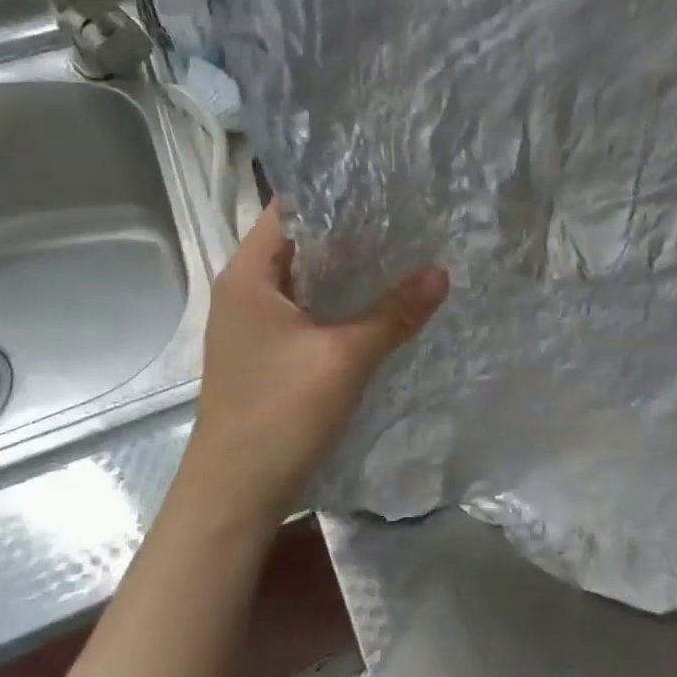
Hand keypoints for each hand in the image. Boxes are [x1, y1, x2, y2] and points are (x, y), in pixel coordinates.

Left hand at [186, 204, 448, 528]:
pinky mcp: (264, 353)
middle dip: (349, 230)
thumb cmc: (281, 412)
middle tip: (404, 216)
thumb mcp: (346, 357)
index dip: (334, 192)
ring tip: (399, 251)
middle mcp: (243, 291)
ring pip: (303, 280)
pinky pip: (303, 310)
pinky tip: (374, 304)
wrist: (235, 493)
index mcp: (248, 275)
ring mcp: (251, 324)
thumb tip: (441, 274)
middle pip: (298, 242)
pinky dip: (335, 301)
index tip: (383, 183)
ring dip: (344, 269)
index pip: (289, 209)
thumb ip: (394, 312)